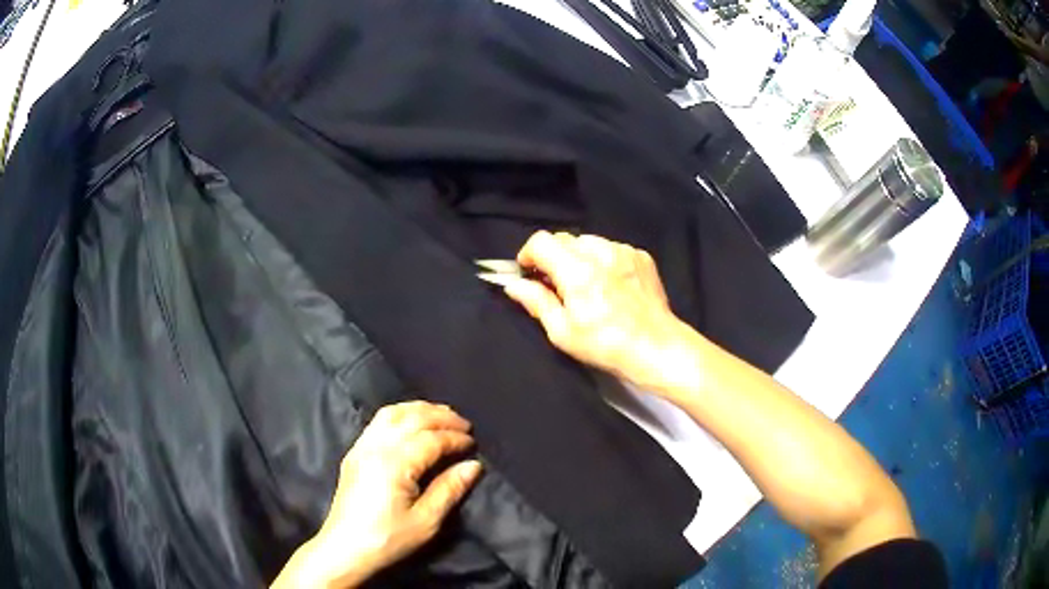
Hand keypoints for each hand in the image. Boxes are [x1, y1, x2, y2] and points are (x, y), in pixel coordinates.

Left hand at [273, 402, 482, 588]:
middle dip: (442, 417)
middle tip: (465, 425)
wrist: (345, 548)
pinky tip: (411, 421)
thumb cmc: (388, 539)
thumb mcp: (426, 521)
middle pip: (412, 419)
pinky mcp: (354, 453)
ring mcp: (362, 446)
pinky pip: (378, 421)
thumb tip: (474, 465)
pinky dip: (400, 414)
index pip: (431, 439)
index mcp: (395, 463)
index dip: (455, 439)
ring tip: (442, 415)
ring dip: (420, 410)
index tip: (473, 444)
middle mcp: (376, 446)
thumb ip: (450, 489)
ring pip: (393, 413)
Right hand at [504, 231, 695, 391]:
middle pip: (564, 239)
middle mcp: (600, 252)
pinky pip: (612, 248)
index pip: (541, 241)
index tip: (528, 271)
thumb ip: (536, 302)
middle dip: (553, 257)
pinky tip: (609, 285)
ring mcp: (624, 251)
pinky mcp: (640, 256)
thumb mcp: (563, 331)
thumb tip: (514, 285)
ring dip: (579, 257)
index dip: (528, 254)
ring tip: (586, 285)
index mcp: (577, 270)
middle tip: (556, 284)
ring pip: (589, 242)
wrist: (656, 347)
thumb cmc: (605, 344)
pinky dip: (603, 260)